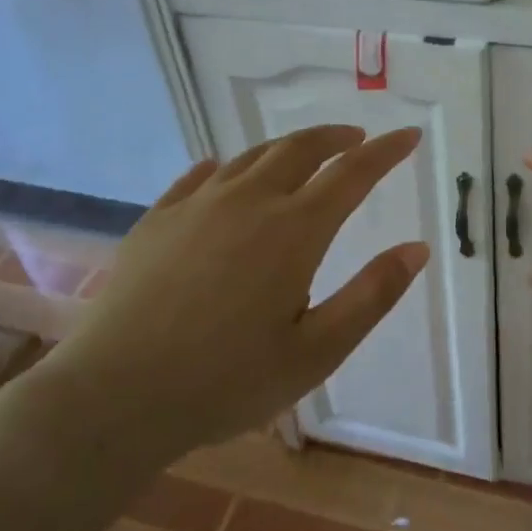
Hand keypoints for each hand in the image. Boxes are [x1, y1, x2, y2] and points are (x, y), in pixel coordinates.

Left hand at [27, 125, 427, 464]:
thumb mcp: (317, 352)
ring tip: (303, 154)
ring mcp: (197, 206)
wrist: (113, 396)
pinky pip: (198, 177)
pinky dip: (224, 166)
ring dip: (287, 147)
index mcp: (294, 231)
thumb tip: (418, 249)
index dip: (387, 151)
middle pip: (300, 149)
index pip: (353, 173)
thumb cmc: (227, 381)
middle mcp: (249, 202)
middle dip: (336, 137)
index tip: (410, 134)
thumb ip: (372, 296)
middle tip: (357, 138)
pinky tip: (221, 171)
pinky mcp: (157, 220)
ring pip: (251, 157)